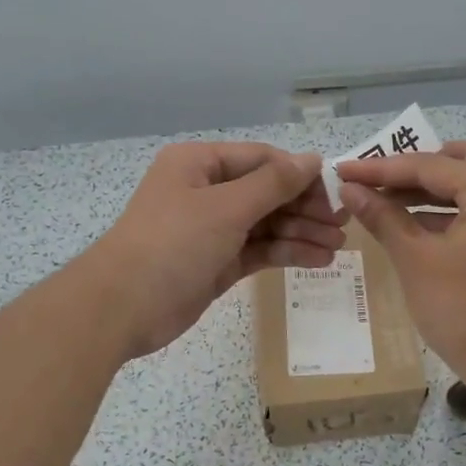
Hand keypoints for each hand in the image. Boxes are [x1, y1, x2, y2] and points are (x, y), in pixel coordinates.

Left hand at [79, 142, 344, 359]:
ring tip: (337, 246)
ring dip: (301, 232)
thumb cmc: (172, 243)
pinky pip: (258, 250)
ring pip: (266, 224)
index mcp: (200, 164)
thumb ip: (273, 184)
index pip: (261, 160)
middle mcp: (206, 192)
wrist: (122, 307)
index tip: (335, 192)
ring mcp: (211, 229)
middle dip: (304, 207)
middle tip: (342, 224)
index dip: (299, 174)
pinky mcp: (216, 263)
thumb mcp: (226, 207)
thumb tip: (312, 159)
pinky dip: (285, 253)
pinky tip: (317, 260)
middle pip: (267, 192)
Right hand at [335, 141, 465, 392]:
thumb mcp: (415, 260)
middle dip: (412, 169)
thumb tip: (350, 189)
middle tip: (373, 182)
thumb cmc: (464, 310)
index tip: (343, 170)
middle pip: (456, 162)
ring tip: (384, 203)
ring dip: (428, 191)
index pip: (428, 165)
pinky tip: (413, 227)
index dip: (381, 169)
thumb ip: (383, 217)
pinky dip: (446, 211)